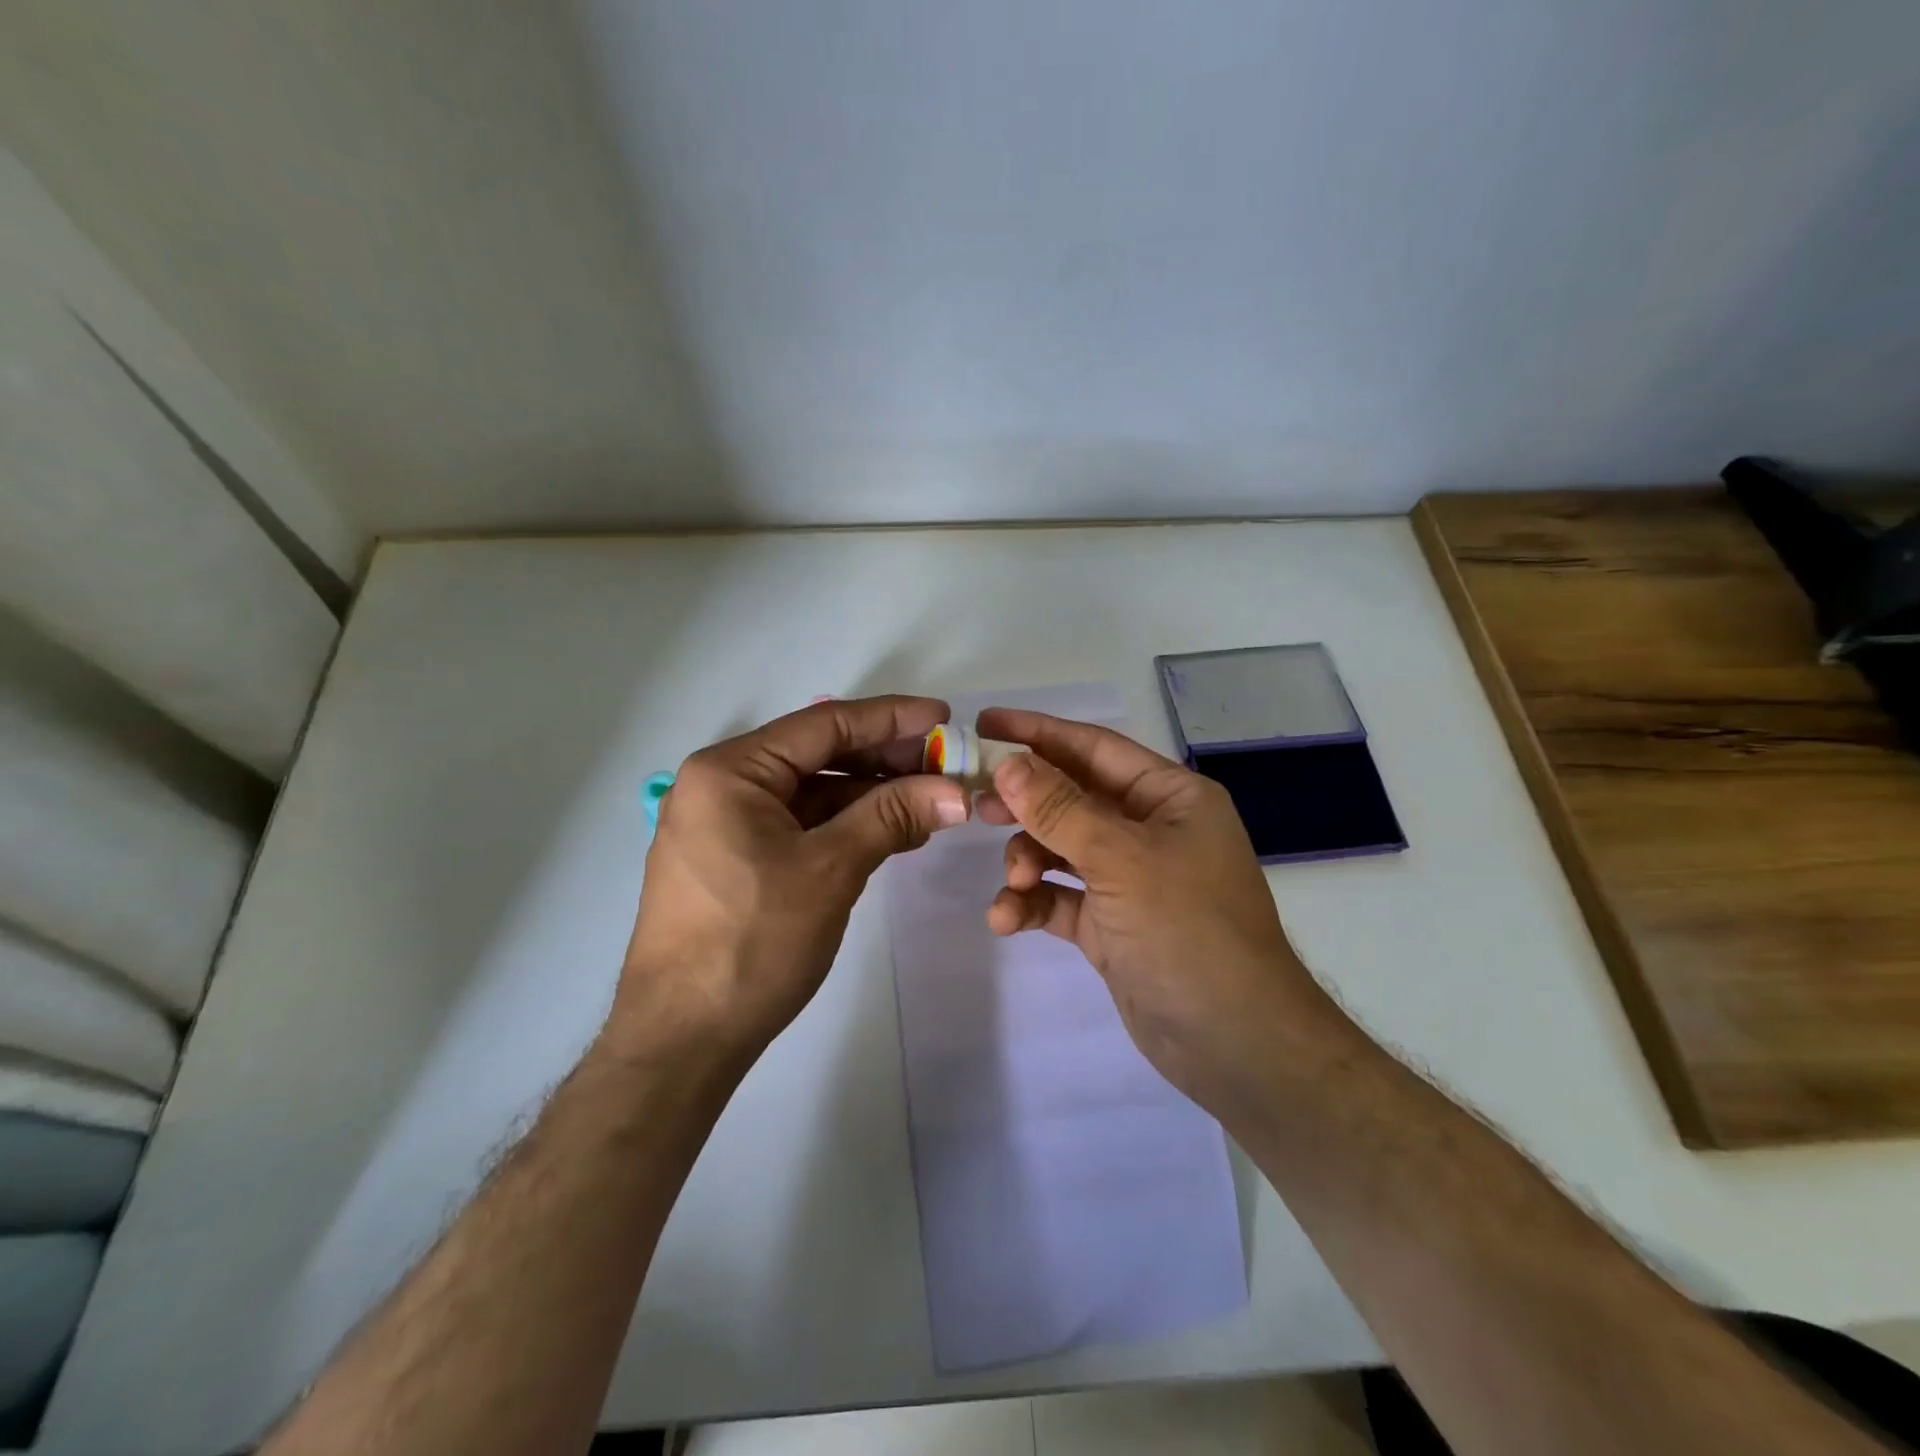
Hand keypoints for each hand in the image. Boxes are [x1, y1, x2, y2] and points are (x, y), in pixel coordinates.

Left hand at [612, 696, 968, 1069]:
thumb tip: (956, 791)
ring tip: (931, 800)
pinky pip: (801, 826)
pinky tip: (894, 832)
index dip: (890, 718)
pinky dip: (847, 826)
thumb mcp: (829, 870)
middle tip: (945, 764)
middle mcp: (722, 786)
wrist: (683, 1041)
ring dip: (871, 796)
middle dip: (885, 760)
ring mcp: (726, 825)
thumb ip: (892, 817)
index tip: (944, 717)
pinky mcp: (736, 861)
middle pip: (818, 756)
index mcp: (730, 771)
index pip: (823, 725)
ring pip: (813, 793)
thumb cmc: (751, 943)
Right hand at [975, 708, 1351, 1112]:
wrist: (1235, 1043)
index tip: (983, 725)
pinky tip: (1006, 920)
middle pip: (1072, 798)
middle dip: (1025, 803)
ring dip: (1027, 862)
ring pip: (1060, 850)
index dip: (1038, 733)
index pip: (1094, 748)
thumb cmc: (1187, 929)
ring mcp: (1130, 879)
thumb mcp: (1121, 859)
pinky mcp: (1111, 924)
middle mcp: (1150, 830)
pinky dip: (1033, 904)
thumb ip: (1059, 808)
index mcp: (1169, 797)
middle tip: (977, 805)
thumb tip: (1008, 762)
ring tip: (1012, 884)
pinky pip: (1060, 899)